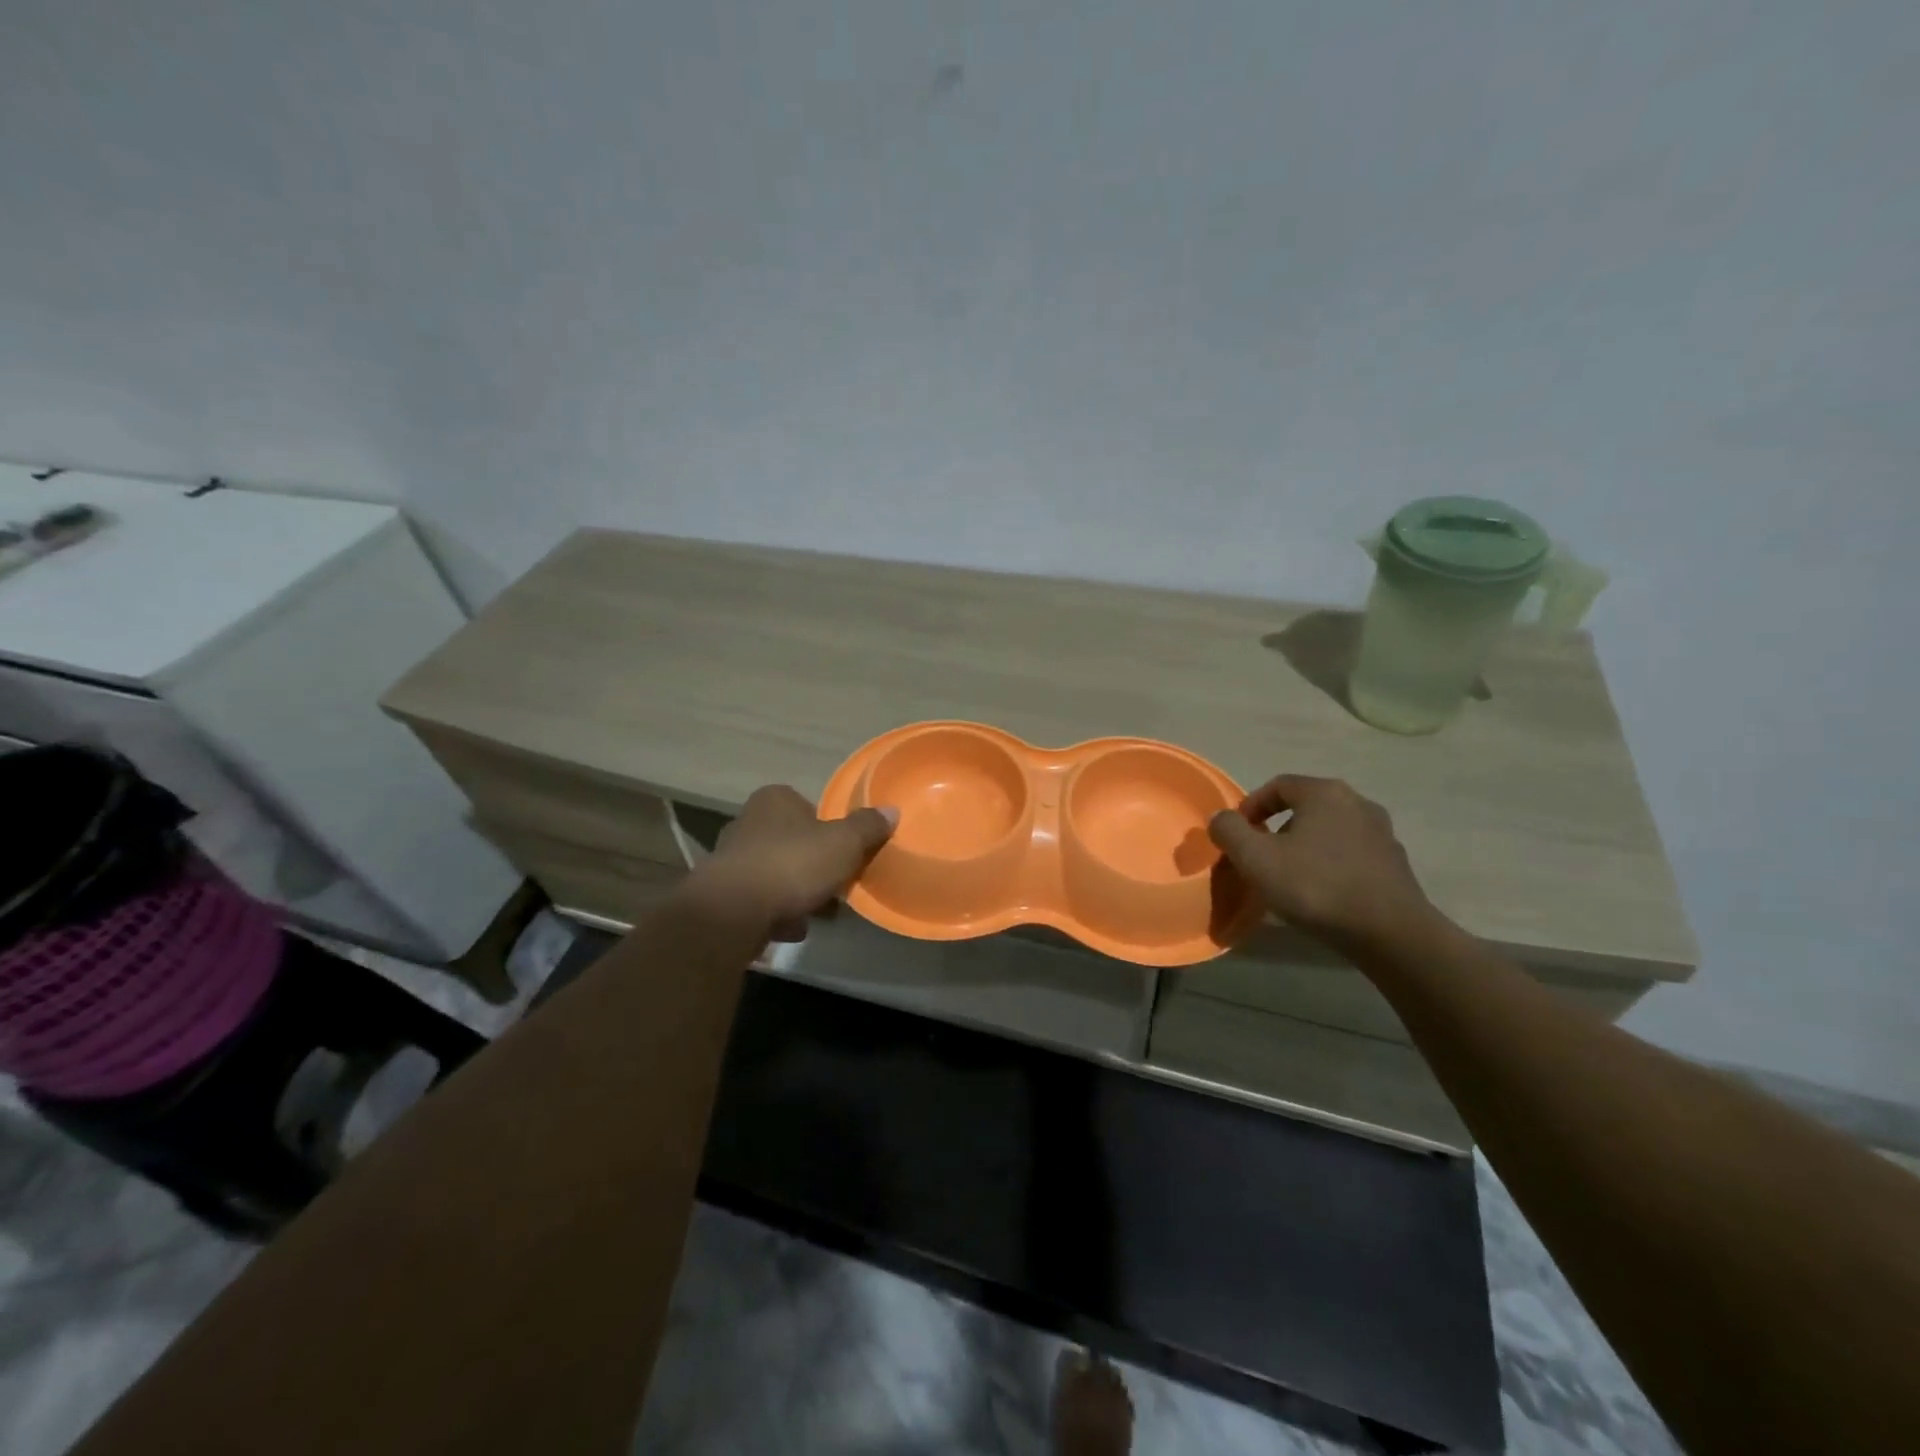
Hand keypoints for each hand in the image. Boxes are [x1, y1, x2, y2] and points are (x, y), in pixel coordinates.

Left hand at [698, 785, 896, 940]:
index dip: (829, 828)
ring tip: (820, 911)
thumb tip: (892, 811)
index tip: (844, 852)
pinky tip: (794, 928)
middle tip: (837, 883)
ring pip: (776, 872)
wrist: (732, 913)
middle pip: (792, 841)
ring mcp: (731, 860)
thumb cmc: (792, 865)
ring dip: (796, 891)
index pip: (808, 806)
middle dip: (813, 863)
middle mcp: (747, 823)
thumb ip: (868, 827)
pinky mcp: (722, 896)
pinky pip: (760, 901)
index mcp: (774, 800)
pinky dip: (777, 913)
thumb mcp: (844, 843)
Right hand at [1207, 775, 1433, 947]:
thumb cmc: (1316, 887)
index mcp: (1325, 793)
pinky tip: (1322, 894)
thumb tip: (1220, 818)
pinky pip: (1351, 856)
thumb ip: (1229, 831)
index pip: (1278, 785)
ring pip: (1330, 832)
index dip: (1251, 807)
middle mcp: (1358, 803)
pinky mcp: (1396, 864)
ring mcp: (1383, 834)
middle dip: (1277, 829)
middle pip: (1305, 808)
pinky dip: (1330, 866)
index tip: (1237, 836)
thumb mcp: (1256, 858)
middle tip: (1260, 858)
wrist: (1391, 934)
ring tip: (1290, 879)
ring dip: (1305, 848)